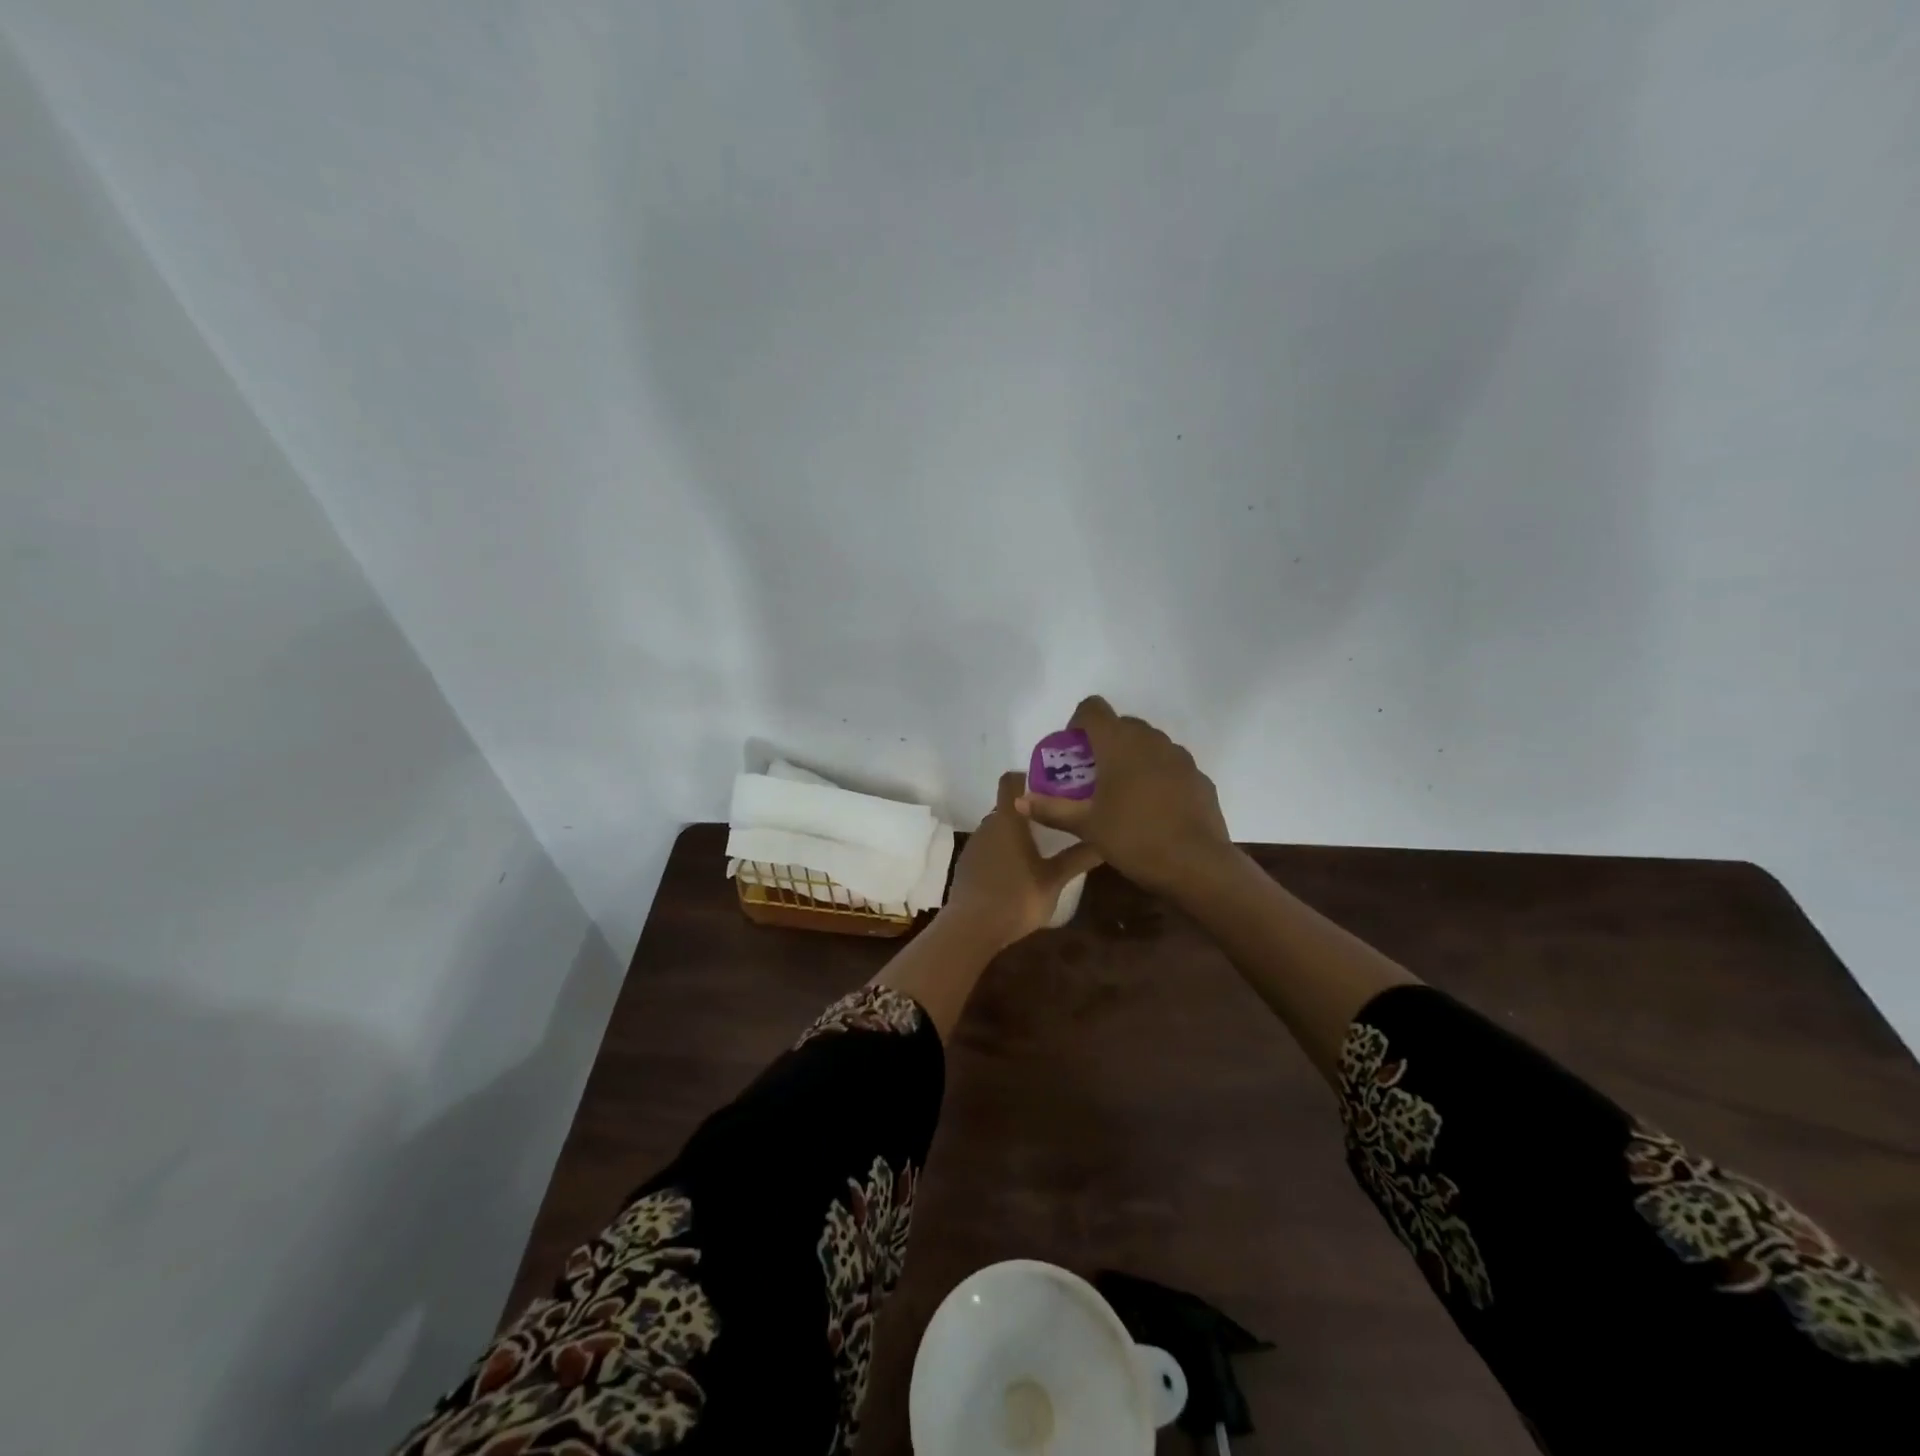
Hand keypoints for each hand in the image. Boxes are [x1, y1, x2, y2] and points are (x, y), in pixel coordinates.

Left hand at [943, 772, 1103, 949]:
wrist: (971, 929)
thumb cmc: (1016, 897)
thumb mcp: (1054, 880)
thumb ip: (1078, 858)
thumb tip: (1104, 842)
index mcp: (1007, 819)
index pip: (1010, 781)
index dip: (1027, 777)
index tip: (1050, 786)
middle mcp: (987, 825)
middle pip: (1007, 806)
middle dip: (1029, 810)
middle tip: (1056, 819)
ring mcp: (974, 846)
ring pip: (998, 829)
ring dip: (1016, 833)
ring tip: (1041, 846)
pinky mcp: (967, 866)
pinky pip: (988, 848)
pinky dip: (1003, 851)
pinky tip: (1019, 871)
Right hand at [1017, 696, 1232, 894]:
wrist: (1198, 865)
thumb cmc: (1134, 838)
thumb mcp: (1086, 826)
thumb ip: (1051, 809)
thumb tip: (1019, 800)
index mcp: (1119, 744)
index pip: (1093, 709)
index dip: (1078, 722)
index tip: (1073, 751)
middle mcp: (1151, 740)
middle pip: (1121, 724)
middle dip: (1104, 742)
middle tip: (1092, 775)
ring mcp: (1180, 757)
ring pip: (1149, 743)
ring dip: (1132, 757)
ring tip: (1122, 792)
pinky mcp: (1199, 777)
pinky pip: (1170, 765)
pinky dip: (1157, 775)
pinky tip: (1153, 808)